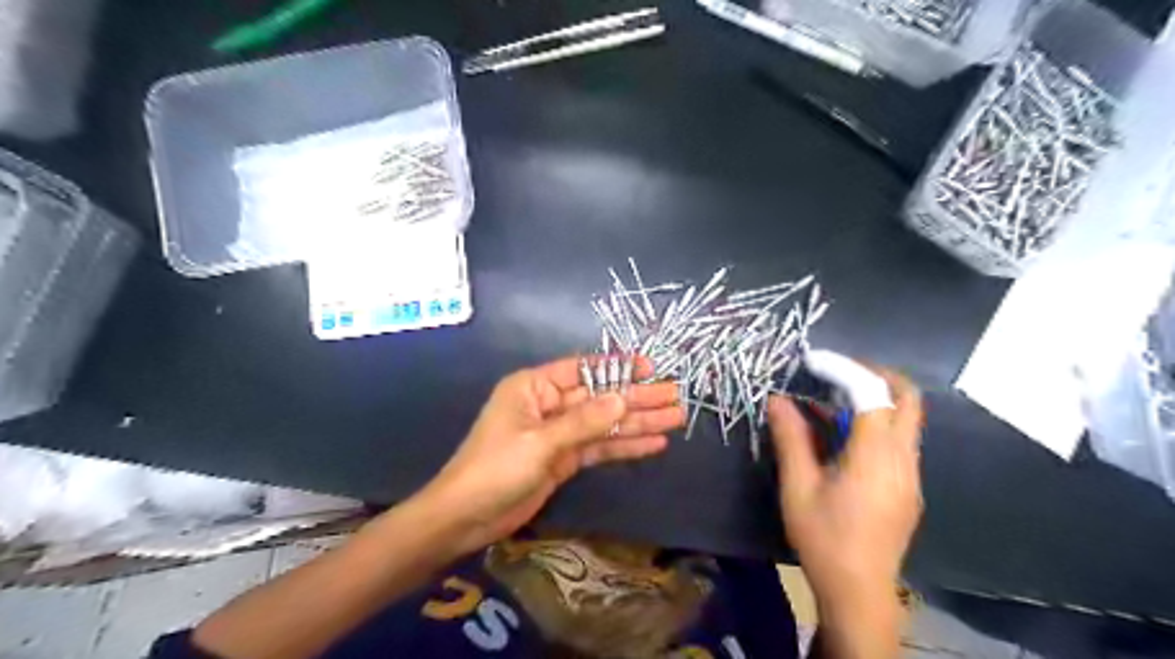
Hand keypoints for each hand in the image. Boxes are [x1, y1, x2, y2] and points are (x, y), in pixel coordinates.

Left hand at [421, 358, 686, 551]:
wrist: (466, 517)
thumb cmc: (495, 469)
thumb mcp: (540, 442)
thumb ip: (584, 421)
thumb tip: (624, 398)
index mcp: (534, 387)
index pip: (583, 369)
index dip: (618, 367)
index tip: (651, 368)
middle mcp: (549, 404)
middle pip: (600, 397)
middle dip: (637, 397)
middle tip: (676, 396)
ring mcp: (558, 433)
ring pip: (604, 423)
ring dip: (638, 422)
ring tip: (676, 418)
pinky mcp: (564, 459)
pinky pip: (599, 447)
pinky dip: (625, 445)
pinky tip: (653, 443)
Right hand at [768, 367, 923, 613]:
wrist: (859, 593)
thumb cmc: (824, 539)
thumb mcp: (798, 487)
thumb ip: (791, 438)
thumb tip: (777, 399)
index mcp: (876, 457)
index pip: (872, 394)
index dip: (844, 369)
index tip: (812, 360)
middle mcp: (904, 459)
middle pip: (907, 398)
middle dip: (873, 374)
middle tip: (834, 372)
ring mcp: (911, 474)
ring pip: (906, 418)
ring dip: (873, 398)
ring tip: (829, 401)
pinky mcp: (908, 486)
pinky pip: (898, 440)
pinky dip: (875, 422)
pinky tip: (841, 436)